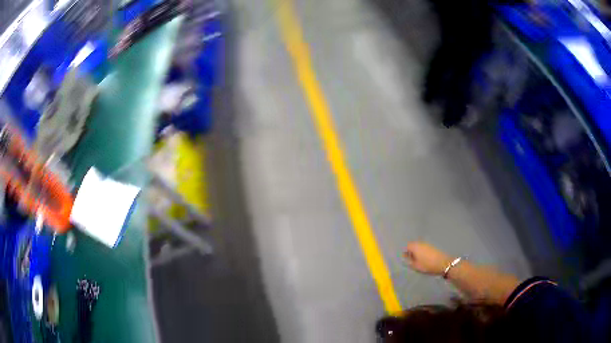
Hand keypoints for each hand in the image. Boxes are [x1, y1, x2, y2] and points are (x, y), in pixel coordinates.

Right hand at [403, 242, 452, 275]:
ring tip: (417, 260)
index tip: (405, 258)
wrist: (443, 263)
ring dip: (417, 251)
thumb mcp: (416, 266)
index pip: (407, 245)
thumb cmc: (427, 265)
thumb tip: (404, 258)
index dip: (405, 252)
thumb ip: (408, 262)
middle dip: (411, 251)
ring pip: (419, 246)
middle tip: (411, 260)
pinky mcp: (432, 247)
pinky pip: (424, 247)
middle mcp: (421, 243)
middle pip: (413, 245)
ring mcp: (427, 244)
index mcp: (415, 247)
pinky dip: (422, 252)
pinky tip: (424, 258)